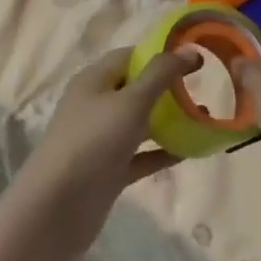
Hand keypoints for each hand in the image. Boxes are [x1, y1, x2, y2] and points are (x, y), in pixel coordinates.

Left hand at [5, 47, 197, 260]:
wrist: (55, 210)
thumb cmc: (92, 143)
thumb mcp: (130, 102)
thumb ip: (161, 74)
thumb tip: (190, 50)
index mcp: (94, 80)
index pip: (131, 57)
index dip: (161, 54)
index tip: (195, 60)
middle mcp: (96, 105)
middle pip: (137, 89)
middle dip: (169, 88)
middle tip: (204, 89)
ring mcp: (102, 140)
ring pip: (141, 123)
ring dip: (170, 121)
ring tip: (204, 119)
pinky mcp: (109, 171)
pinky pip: (141, 155)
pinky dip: (163, 151)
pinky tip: (190, 152)